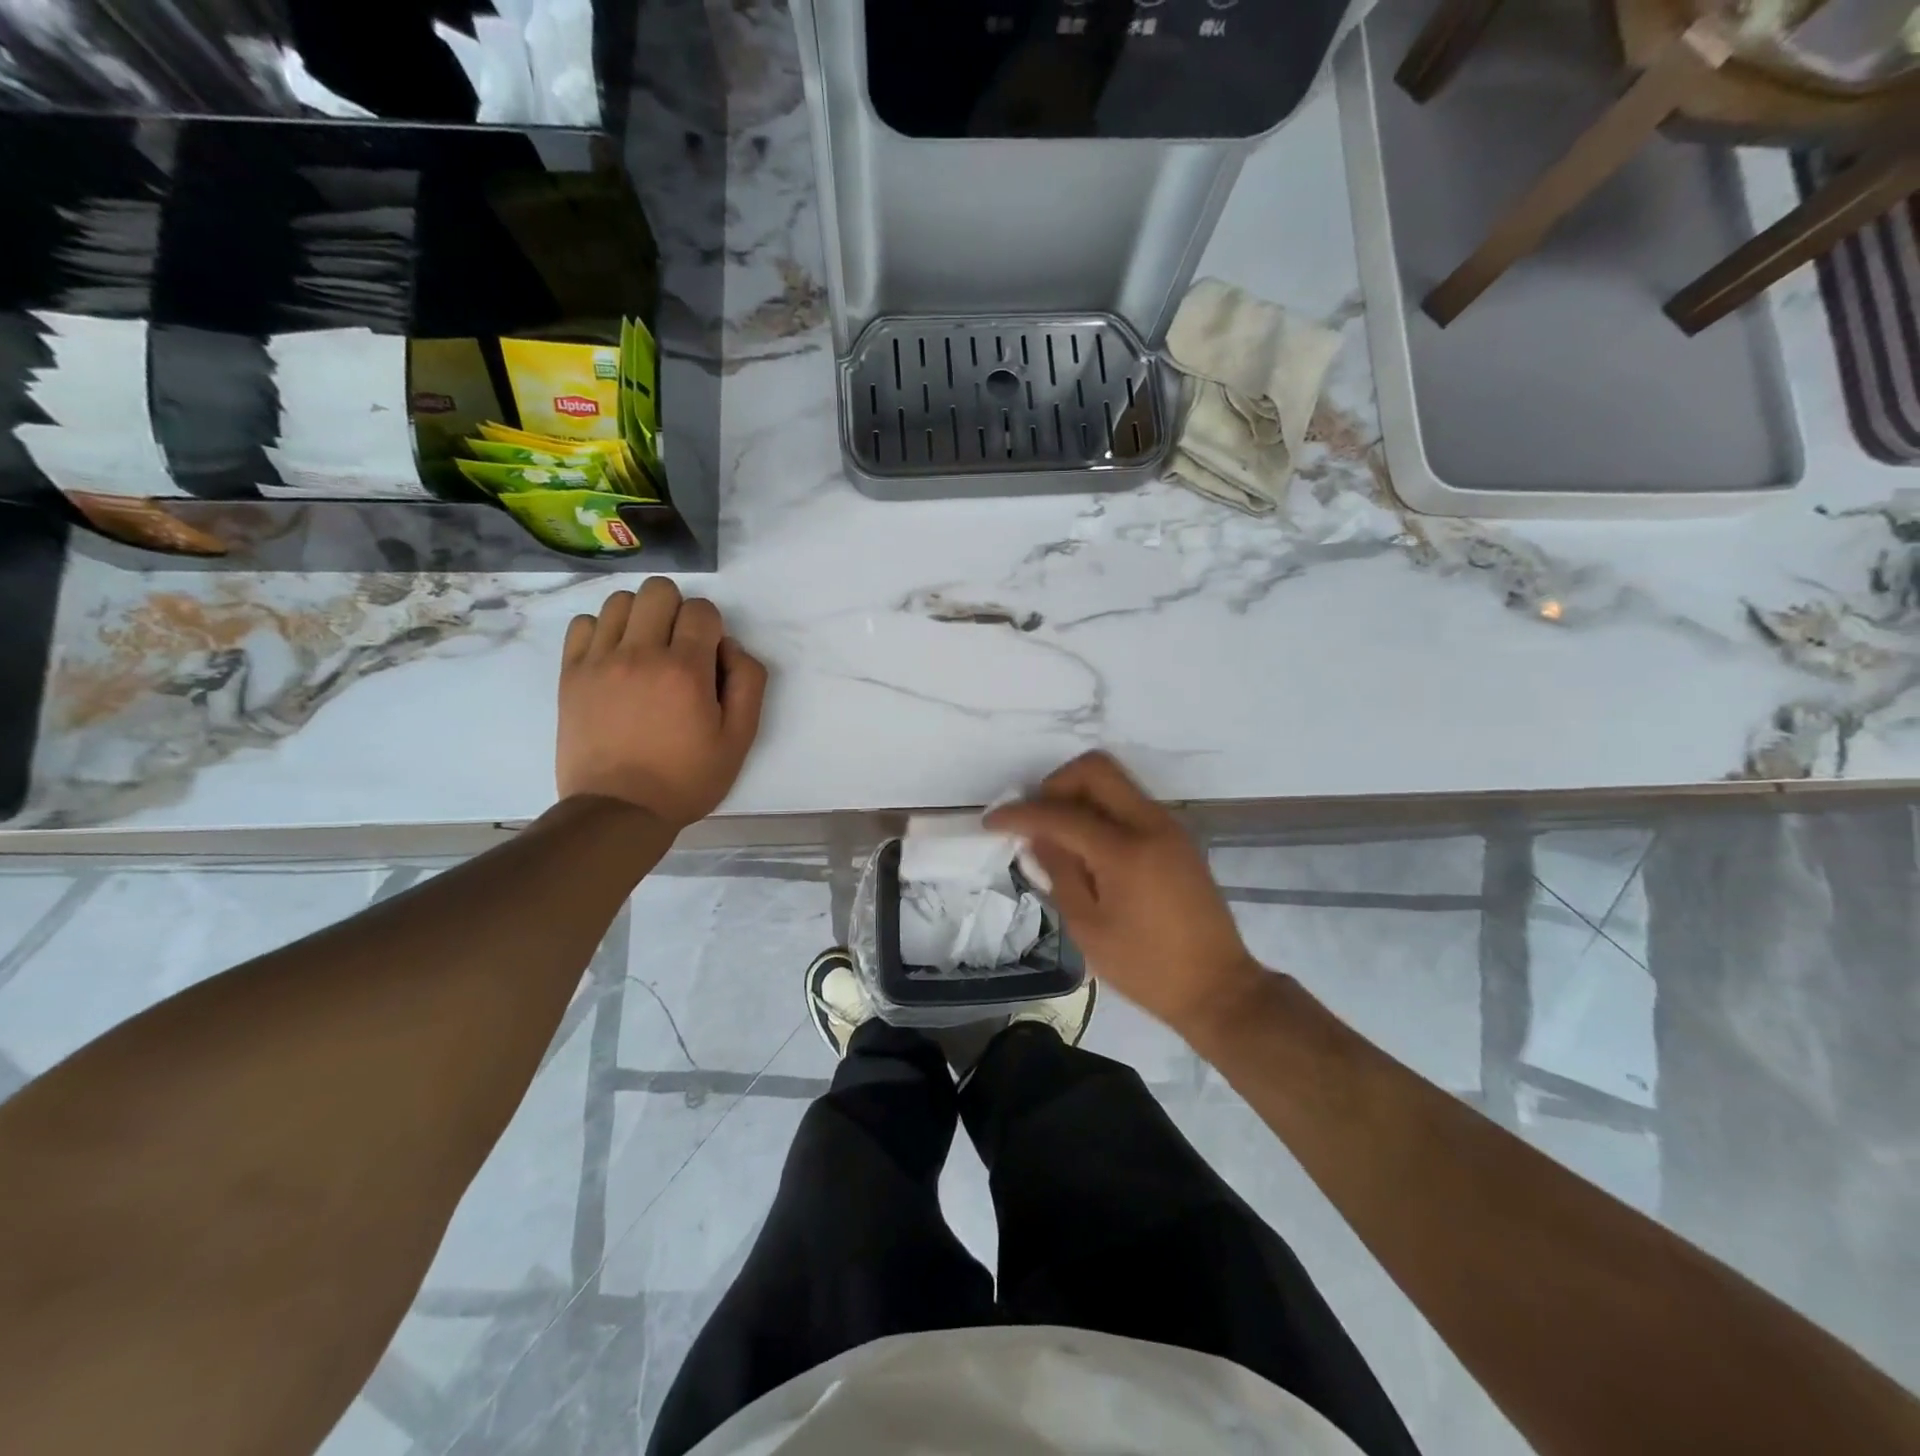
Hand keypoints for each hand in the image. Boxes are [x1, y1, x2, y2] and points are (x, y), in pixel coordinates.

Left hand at [557, 579, 767, 830]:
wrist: (620, 810)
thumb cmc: (687, 778)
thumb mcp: (739, 739)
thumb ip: (748, 682)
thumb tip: (729, 647)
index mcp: (686, 670)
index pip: (702, 610)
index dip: (712, 628)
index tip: (709, 658)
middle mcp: (640, 654)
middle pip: (659, 591)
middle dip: (678, 611)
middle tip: (679, 648)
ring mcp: (600, 661)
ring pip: (620, 600)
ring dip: (641, 616)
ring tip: (646, 650)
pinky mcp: (572, 674)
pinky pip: (584, 623)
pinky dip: (603, 631)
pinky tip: (615, 658)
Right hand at [987, 751, 1265, 1043]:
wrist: (1218, 988)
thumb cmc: (1146, 968)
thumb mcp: (1088, 928)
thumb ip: (1059, 873)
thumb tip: (1037, 836)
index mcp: (1126, 851)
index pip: (1061, 813)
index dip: (1020, 813)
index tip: (992, 822)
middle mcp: (1151, 824)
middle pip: (1096, 769)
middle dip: (1056, 785)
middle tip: (1037, 820)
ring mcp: (1170, 827)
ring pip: (1115, 782)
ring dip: (1080, 796)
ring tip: (1059, 838)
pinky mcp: (1178, 838)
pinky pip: (1130, 804)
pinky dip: (1102, 811)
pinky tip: (1089, 849)